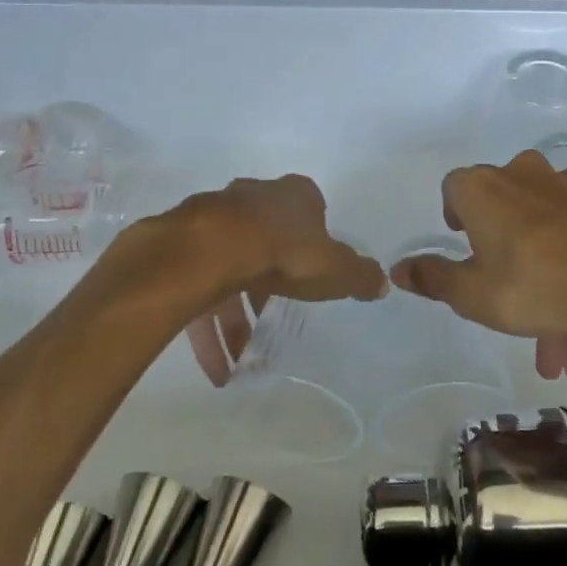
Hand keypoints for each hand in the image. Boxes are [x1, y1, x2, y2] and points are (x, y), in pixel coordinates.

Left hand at [169, 175, 388, 384]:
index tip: (314, 267)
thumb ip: (359, 276)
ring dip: (235, 318)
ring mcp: (214, 219)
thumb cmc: (285, 251)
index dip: (314, 238)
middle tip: (274, 318)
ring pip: (229, 269)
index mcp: (293, 195)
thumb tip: (383, 283)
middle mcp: (253, 198)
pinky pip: (199, 291)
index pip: (310, 209)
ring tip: (242, 361)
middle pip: (266, 239)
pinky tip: (217, 369)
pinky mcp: (183, 247)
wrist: (211, 249)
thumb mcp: (336, 269)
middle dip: (270, 282)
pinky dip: (208, 330)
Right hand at [390, 150, 566, 377]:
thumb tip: (400, 269)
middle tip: (512, 308)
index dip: (457, 217)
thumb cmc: (533, 284)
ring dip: (548, 281)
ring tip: (561, 347)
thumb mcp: (472, 294)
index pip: (456, 189)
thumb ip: (434, 280)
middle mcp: (525, 174)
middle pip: (506, 213)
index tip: (466, 248)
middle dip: (506, 263)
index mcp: (485, 188)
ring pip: (549, 232)